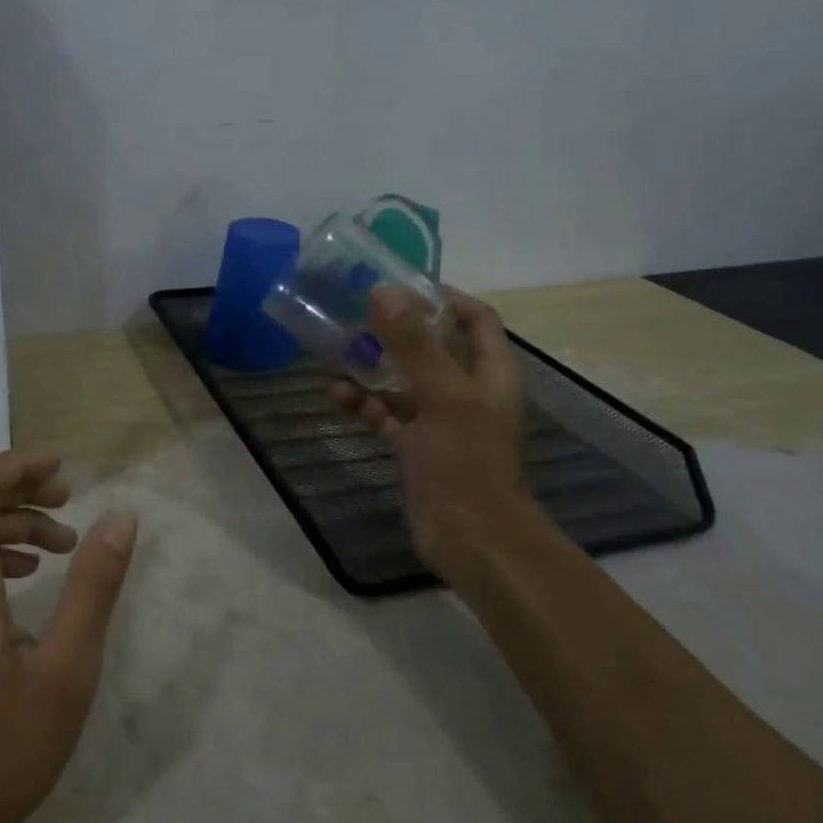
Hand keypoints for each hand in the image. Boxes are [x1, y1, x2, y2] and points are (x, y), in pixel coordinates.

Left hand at [0, 452, 138, 822]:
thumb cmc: (2, 745)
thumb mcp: (67, 667)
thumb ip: (94, 585)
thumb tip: (121, 517)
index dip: (22, 465)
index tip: (66, 471)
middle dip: (21, 490)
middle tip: (71, 504)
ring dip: (9, 522)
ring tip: (62, 545)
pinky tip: (24, 578)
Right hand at [331, 286, 536, 574]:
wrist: (470, 539)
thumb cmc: (465, 461)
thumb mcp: (442, 396)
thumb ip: (413, 344)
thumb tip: (383, 290)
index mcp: (489, 372)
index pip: (475, 318)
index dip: (444, 296)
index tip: (400, 283)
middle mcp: (466, 390)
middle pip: (431, 346)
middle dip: (393, 330)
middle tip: (353, 313)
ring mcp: (439, 420)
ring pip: (402, 380)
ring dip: (371, 366)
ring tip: (333, 353)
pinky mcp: (415, 446)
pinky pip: (385, 413)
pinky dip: (363, 402)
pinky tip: (336, 394)